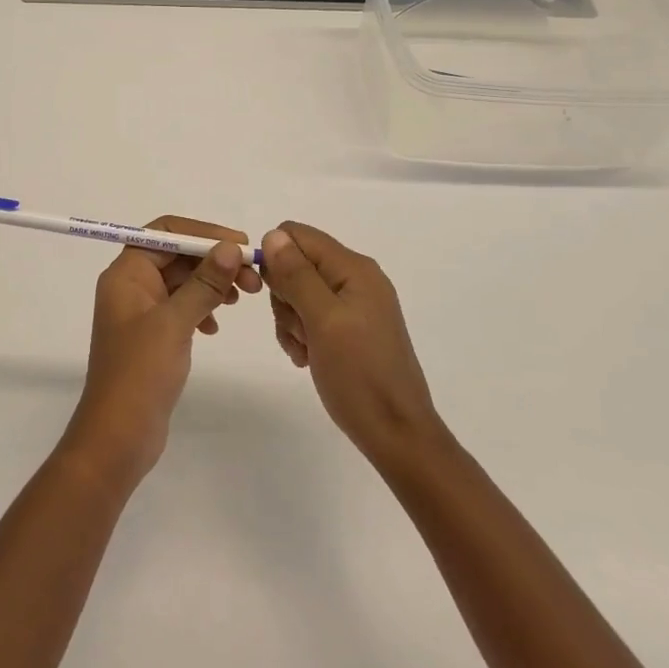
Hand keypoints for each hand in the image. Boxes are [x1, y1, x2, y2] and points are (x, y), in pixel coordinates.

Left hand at [61, 216, 262, 488]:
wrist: (118, 435)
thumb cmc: (140, 373)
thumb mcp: (175, 323)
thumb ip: (203, 283)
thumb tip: (230, 248)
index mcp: (126, 274)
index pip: (164, 232)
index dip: (203, 233)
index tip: (240, 245)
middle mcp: (130, 285)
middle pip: (176, 255)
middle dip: (214, 260)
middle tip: (253, 278)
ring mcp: (140, 311)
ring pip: (182, 281)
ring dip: (212, 283)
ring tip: (242, 298)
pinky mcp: (152, 335)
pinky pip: (180, 306)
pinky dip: (201, 307)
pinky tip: (215, 326)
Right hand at [259, 222, 446, 464]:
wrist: (395, 433)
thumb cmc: (360, 375)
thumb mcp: (323, 320)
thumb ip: (297, 275)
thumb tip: (273, 234)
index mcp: (354, 268)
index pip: (297, 236)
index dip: (276, 260)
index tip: (275, 295)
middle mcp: (355, 279)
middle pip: (295, 265)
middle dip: (284, 297)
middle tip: (299, 329)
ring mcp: (353, 305)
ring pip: (297, 293)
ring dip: (290, 321)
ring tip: (305, 349)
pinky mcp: (348, 329)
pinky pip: (309, 317)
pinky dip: (300, 335)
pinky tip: (308, 358)